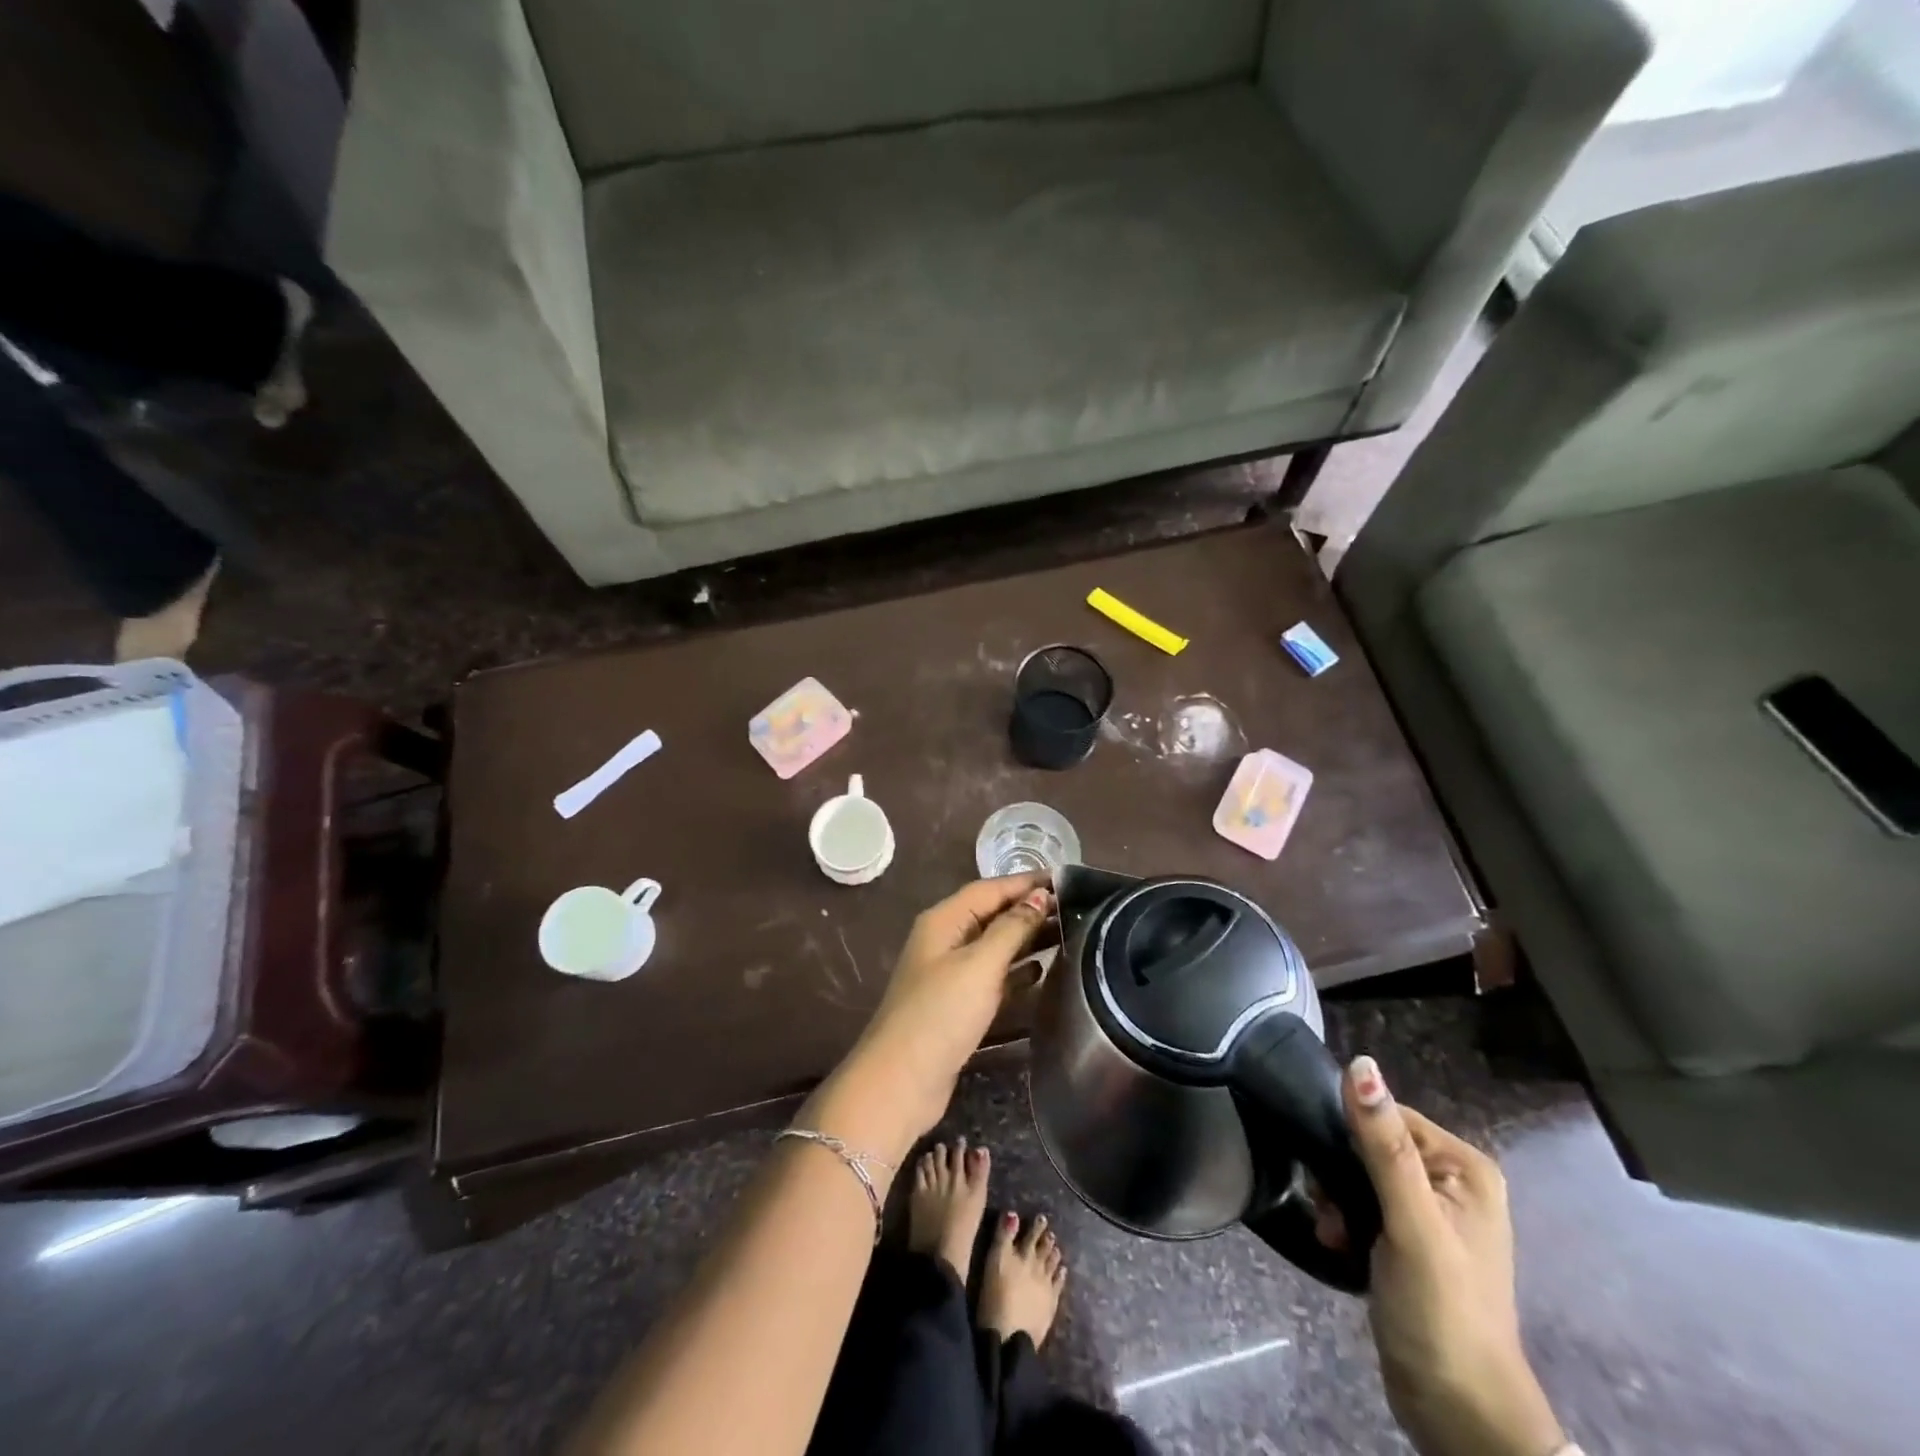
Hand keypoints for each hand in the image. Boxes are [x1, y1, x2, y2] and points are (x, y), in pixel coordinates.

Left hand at [805, 875, 1053, 1162]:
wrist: (901, 1081)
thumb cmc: (941, 1013)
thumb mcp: (980, 965)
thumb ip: (1011, 928)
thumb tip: (1040, 895)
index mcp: (944, 920)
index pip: (989, 889)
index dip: (1026, 883)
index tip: (1066, 880)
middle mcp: (945, 939)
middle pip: (991, 914)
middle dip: (1029, 909)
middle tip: (1076, 907)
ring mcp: (949, 973)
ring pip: (994, 945)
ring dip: (1027, 938)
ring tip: (1068, 933)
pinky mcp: (957, 1003)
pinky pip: (993, 975)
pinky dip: (1016, 971)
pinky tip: (1044, 972)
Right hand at [1333, 1057, 1565, 1455]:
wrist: (1456, 1410)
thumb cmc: (1440, 1308)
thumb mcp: (1410, 1221)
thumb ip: (1382, 1144)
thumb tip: (1360, 1063)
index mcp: (1464, 1167)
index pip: (1388, 1115)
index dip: (1351, 1135)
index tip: (1329, 1169)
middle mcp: (1451, 1182)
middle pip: (1371, 1145)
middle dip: (1340, 1174)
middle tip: (1329, 1207)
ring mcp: (1430, 1214)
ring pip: (1360, 1175)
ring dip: (1337, 1199)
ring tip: (1333, 1232)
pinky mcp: (1408, 1242)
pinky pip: (1363, 1206)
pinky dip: (1344, 1220)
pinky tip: (1337, 1243)